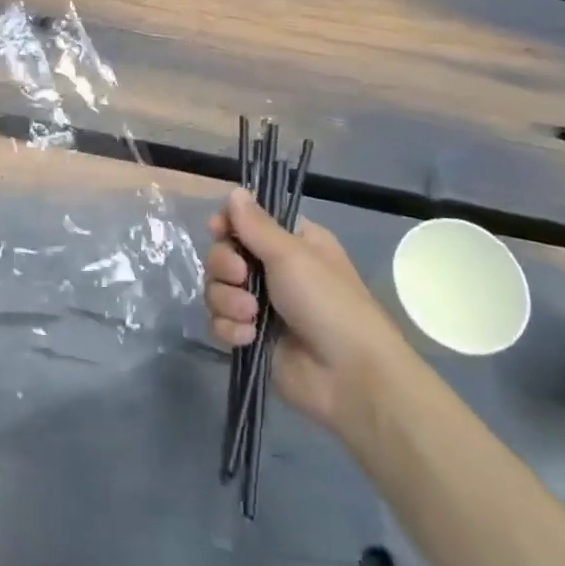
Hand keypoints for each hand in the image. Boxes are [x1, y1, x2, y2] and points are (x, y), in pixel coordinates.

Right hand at [206, 187, 409, 440]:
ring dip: (228, 301)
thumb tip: (235, 190)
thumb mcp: (292, 255)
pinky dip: (230, 328)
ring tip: (252, 316)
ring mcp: (259, 306)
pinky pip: (219, 322)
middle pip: (223, 254)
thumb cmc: (327, 302)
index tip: (218, 231)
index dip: (227, 225)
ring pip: (216, 289)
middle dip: (225, 267)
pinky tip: (249, 338)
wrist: (347, 375)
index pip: (245, 222)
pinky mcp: (249, 337)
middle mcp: (273, 270)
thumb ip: (256, 225)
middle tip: (242, 277)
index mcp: (291, 243)